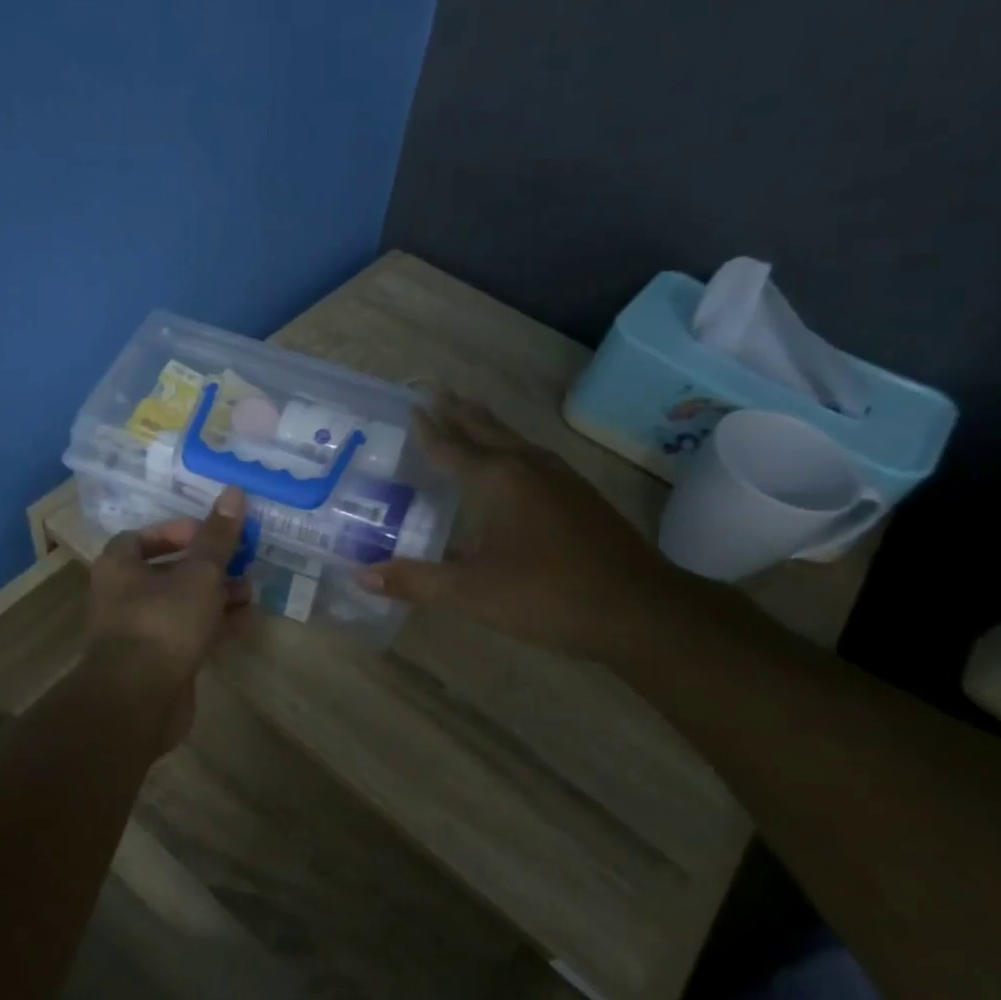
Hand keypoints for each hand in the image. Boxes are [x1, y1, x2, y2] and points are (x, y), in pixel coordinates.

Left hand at [83, 486, 251, 750]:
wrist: (138, 700)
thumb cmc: (163, 623)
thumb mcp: (198, 573)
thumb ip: (217, 537)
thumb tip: (234, 492)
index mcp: (119, 566)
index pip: (143, 537)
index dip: (177, 531)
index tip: (210, 534)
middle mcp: (122, 595)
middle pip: (167, 570)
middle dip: (207, 566)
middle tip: (242, 560)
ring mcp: (139, 631)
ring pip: (181, 604)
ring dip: (215, 595)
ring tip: (251, 589)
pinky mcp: (156, 662)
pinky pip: (187, 633)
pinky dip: (213, 624)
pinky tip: (246, 619)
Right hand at [358, 393, 704, 657]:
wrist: (639, 609)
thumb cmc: (547, 595)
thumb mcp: (471, 592)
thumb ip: (415, 581)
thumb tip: (360, 574)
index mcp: (497, 481)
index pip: (452, 448)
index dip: (429, 430)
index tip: (412, 405)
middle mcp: (528, 468)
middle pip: (486, 431)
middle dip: (460, 412)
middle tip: (438, 390)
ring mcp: (561, 479)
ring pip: (515, 440)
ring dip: (488, 425)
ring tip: (471, 411)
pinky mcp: (581, 497)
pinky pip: (534, 456)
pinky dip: (513, 446)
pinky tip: (518, 460)